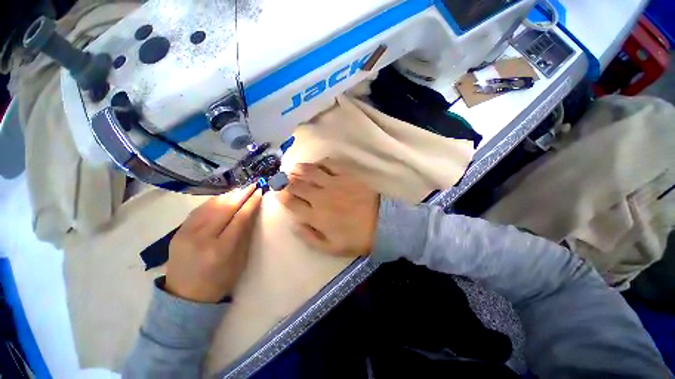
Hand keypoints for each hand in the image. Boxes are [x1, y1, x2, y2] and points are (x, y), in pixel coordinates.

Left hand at [165, 185, 261, 302]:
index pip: (239, 218)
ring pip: (210, 206)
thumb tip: (251, 211)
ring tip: (240, 189)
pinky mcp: (178, 231)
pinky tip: (223, 197)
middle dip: (241, 194)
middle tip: (252, 185)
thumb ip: (245, 234)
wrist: (185, 296)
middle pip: (224, 208)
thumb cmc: (220, 281)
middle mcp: (201, 238)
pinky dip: (213, 201)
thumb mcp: (239, 260)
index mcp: (220, 249)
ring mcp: (186, 233)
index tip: (259, 192)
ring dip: (228, 195)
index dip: (251, 203)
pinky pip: (198, 210)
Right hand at [276, 159, 379, 256]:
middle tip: (283, 179)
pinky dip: (320, 163)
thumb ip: (308, 236)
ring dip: (298, 169)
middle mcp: (321, 196)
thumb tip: (293, 223)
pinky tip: (317, 165)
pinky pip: (329, 164)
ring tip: (294, 169)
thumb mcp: (330, 247)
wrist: (382, 224)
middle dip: (285, 181)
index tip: (277, 193)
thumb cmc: (356, 238)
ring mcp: (334, 183)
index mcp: (316, 215)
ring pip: (310, 171)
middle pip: (296, 184)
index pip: (290, 202)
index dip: (280, 196)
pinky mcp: (347, 175)